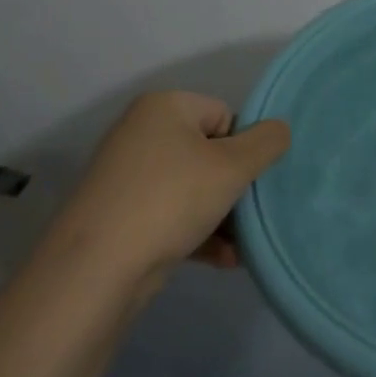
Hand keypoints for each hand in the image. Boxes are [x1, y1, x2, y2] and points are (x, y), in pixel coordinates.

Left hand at [51, 91, 290, 283]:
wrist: (96, 269)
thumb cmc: (171, 200)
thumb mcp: (234, 166)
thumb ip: (268, 142)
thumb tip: (279, 130)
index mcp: (163, 107)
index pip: (225, 115)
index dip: (244, 148)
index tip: (248, 180)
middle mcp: (141, 134)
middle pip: (210, 153)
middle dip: (234, 187)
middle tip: (249, 214)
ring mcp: (127, 177)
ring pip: (193, 189)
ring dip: (222, 216)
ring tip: (241, 246)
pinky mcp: (120, 216)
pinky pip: (172, 215)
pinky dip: (198, 234)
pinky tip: (224, 260)